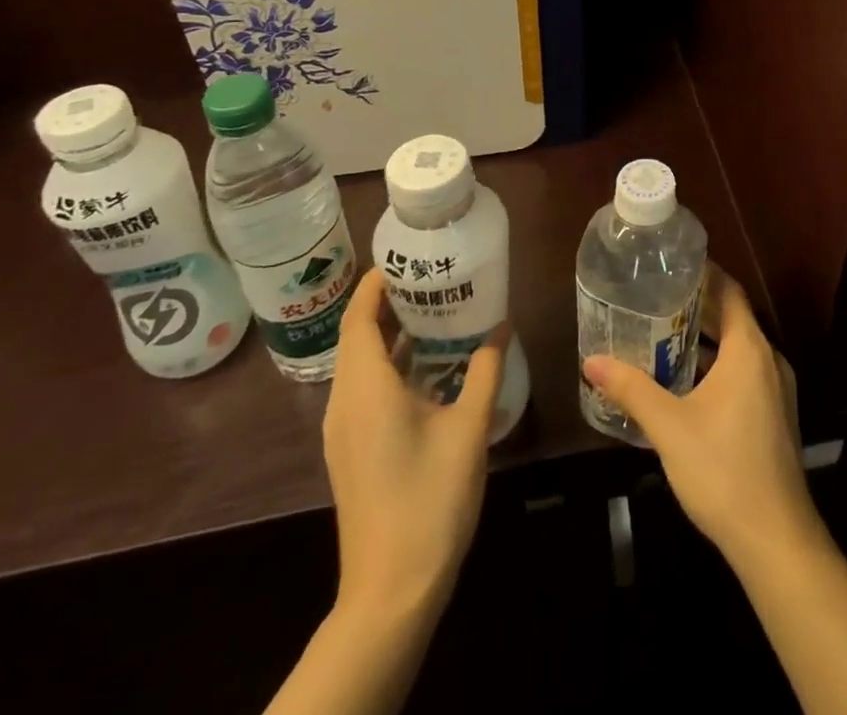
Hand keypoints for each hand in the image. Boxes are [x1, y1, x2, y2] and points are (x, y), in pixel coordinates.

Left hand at [322, 268, 506, 612]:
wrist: (391, 590)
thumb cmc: (430, 499)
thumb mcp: (469, 428)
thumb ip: (486, 370)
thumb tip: (502, 324)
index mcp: (366, 389)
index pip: (359, 317)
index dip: (375, 283)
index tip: (406, 257)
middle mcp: (345, 402)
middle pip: (357, 336)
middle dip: (388, 303)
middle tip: (432, 277)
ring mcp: (344, 430)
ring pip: (360, 365)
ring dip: (390, 335)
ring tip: (435, 311)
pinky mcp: (351, 450)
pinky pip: (364, 389)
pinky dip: (389, 365)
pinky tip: (427, 367)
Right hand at [582, 268, 824, 572]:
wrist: (775, 539)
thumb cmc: (722, 470)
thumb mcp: (669, 427)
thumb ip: (632, 389)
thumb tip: (592, 361)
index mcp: (749, 350)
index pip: (730, 291)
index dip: (705, 274)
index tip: (673, 264)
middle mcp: (768, 360)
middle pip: (733, 318)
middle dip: (697, 307)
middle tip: (656, 298)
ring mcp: (776, 390)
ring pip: (738, 349)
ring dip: (706, 340)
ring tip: (663, 335)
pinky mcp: (774, 417)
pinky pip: (744, 373)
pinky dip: (717, 367)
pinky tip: (686, 384)